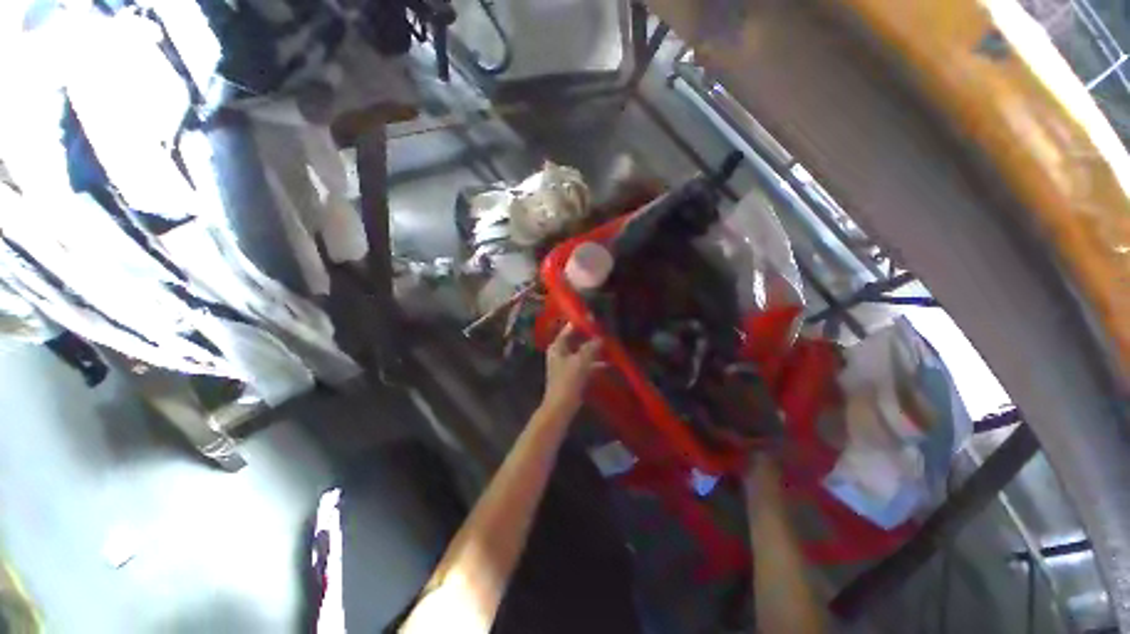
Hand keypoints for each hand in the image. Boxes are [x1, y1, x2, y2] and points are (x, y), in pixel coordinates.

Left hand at [542, 324, 601, 414]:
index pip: (569, 329)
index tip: (594, 318)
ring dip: (593, 350)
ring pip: (581, 352)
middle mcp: (560, 353)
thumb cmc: (568, 381)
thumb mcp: (581, 361)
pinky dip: (593, 363)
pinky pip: (584, 364)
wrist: (561, 406)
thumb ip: (591, 348)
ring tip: (608, 345)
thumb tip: (600, 338)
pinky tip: (607, 364)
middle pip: (575, 340)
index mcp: (558, 346)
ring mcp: (565, 364)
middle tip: (603, 331)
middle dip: (589, 337)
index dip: (581, 323)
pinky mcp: (571, 375)